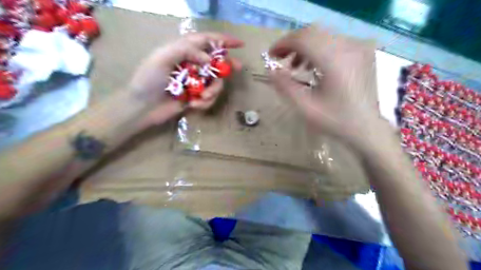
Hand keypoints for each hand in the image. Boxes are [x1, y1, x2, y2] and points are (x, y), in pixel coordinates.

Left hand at [129, 30, 244, 127]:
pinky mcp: (196, 97)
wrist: (143, 108)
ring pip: (215, 83)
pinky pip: (210, 98)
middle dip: (226, 66)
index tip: (240, 44)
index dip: (224, 41)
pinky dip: (205, 102)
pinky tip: (193, 105)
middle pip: (216, 62)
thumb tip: (209, 60)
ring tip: (202, 98)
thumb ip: (186, 50)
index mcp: (183, 51)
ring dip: (212, 91)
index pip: (206, 41)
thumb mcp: (162, 58)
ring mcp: (195, 82)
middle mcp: (192, 65)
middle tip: (237, 68)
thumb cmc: (148, 80)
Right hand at [269, 27, 381, 143]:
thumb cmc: (335, 120)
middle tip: (279, 59)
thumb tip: (270, 71)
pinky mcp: (360, 52)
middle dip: (292, 44)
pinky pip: (333, 42)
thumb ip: (285, 87)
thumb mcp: (305, 107)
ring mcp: (357, 48)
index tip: (270, 55)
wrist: (366, 127)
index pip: (303, 39)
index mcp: (334, 61)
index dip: (283, 43)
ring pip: (322, 36)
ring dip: (304, 47)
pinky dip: (317, 49)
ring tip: (295, 65)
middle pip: (313, 33)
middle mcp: (348, 47)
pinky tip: (312, 65)